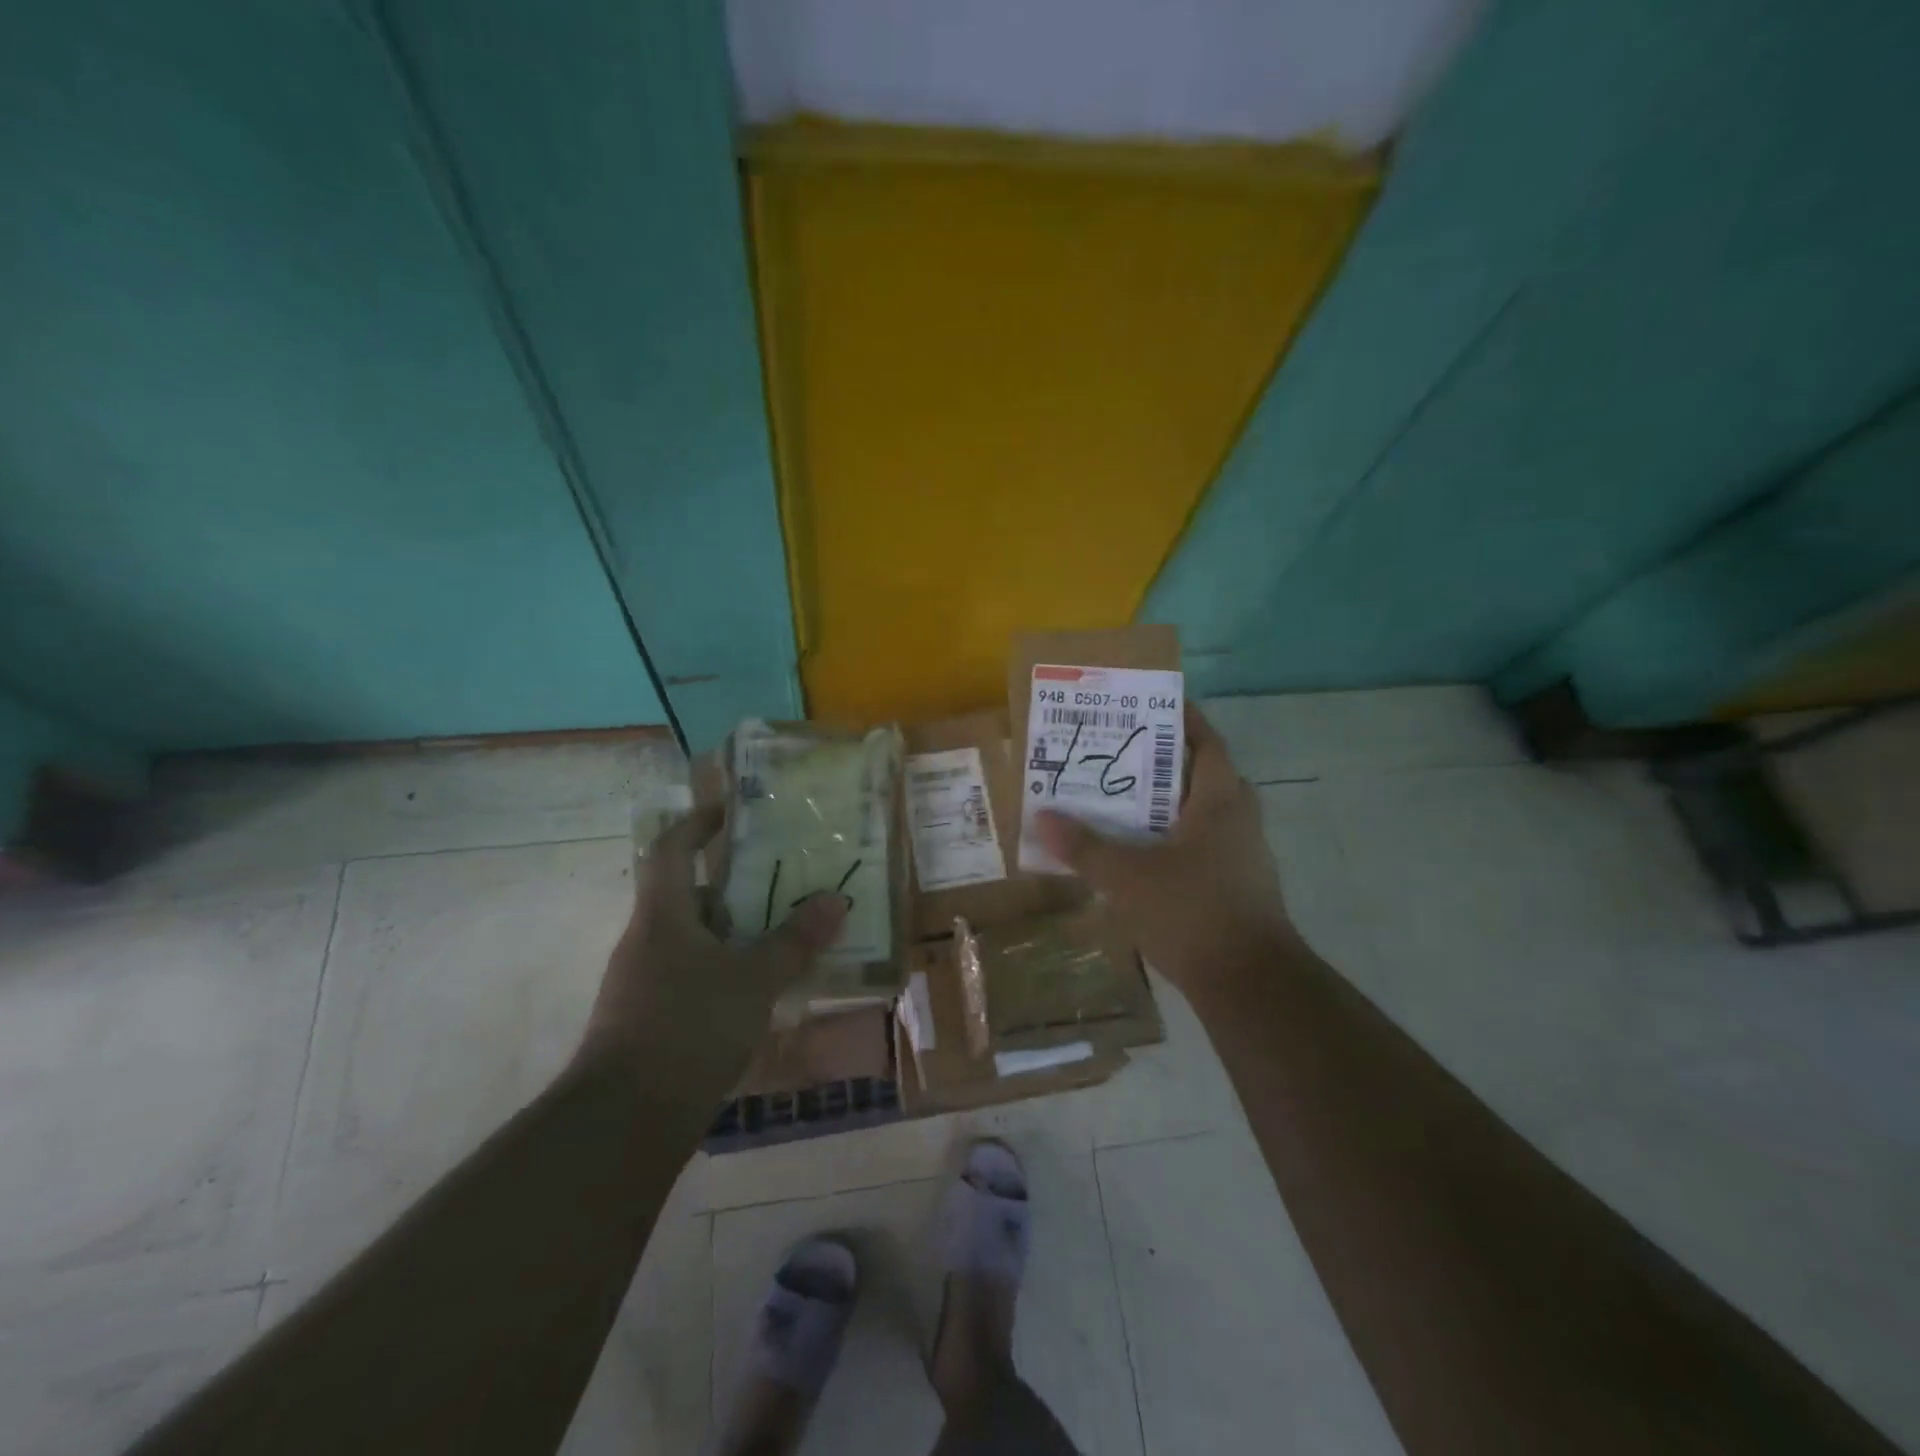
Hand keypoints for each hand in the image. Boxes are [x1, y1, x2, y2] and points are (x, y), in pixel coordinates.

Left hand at [580, 804, 847, 1091]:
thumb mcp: (754, 980)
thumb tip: (835, 899)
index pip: (671, 850)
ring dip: (734, 934)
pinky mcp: (649, 1020)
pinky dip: (724, 971)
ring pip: (693, 940)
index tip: (729, 811)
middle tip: (781, 883)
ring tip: (782, 937)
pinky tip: (758, 992)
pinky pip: (692, 976)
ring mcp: (644, 983)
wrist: (624, 1121)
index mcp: (663, 916)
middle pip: (688, 897)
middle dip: (734, 888)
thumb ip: (795, 940)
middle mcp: (647, 941)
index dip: (697, 824)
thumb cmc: (689, 1028)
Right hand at [1034, 704, 1293, 1000]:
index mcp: (1221, 800)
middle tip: (1116, 752)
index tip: (1145, 703)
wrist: (1249, 984)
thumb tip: (1043, 816)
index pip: (1205, 740)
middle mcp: (1238, 818)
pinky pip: (1199, 843)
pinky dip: (1170, 837)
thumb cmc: (1192, 912)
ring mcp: (1241, 854)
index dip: (1180, 717)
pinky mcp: (1235, 884)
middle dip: (1160, 760)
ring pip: (1198, 811)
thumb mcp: (1128, 877)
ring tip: (1117, 798)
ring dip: (1163, 802)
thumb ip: (1084, 846)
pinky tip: (1136, 851)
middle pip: (1200, 773)